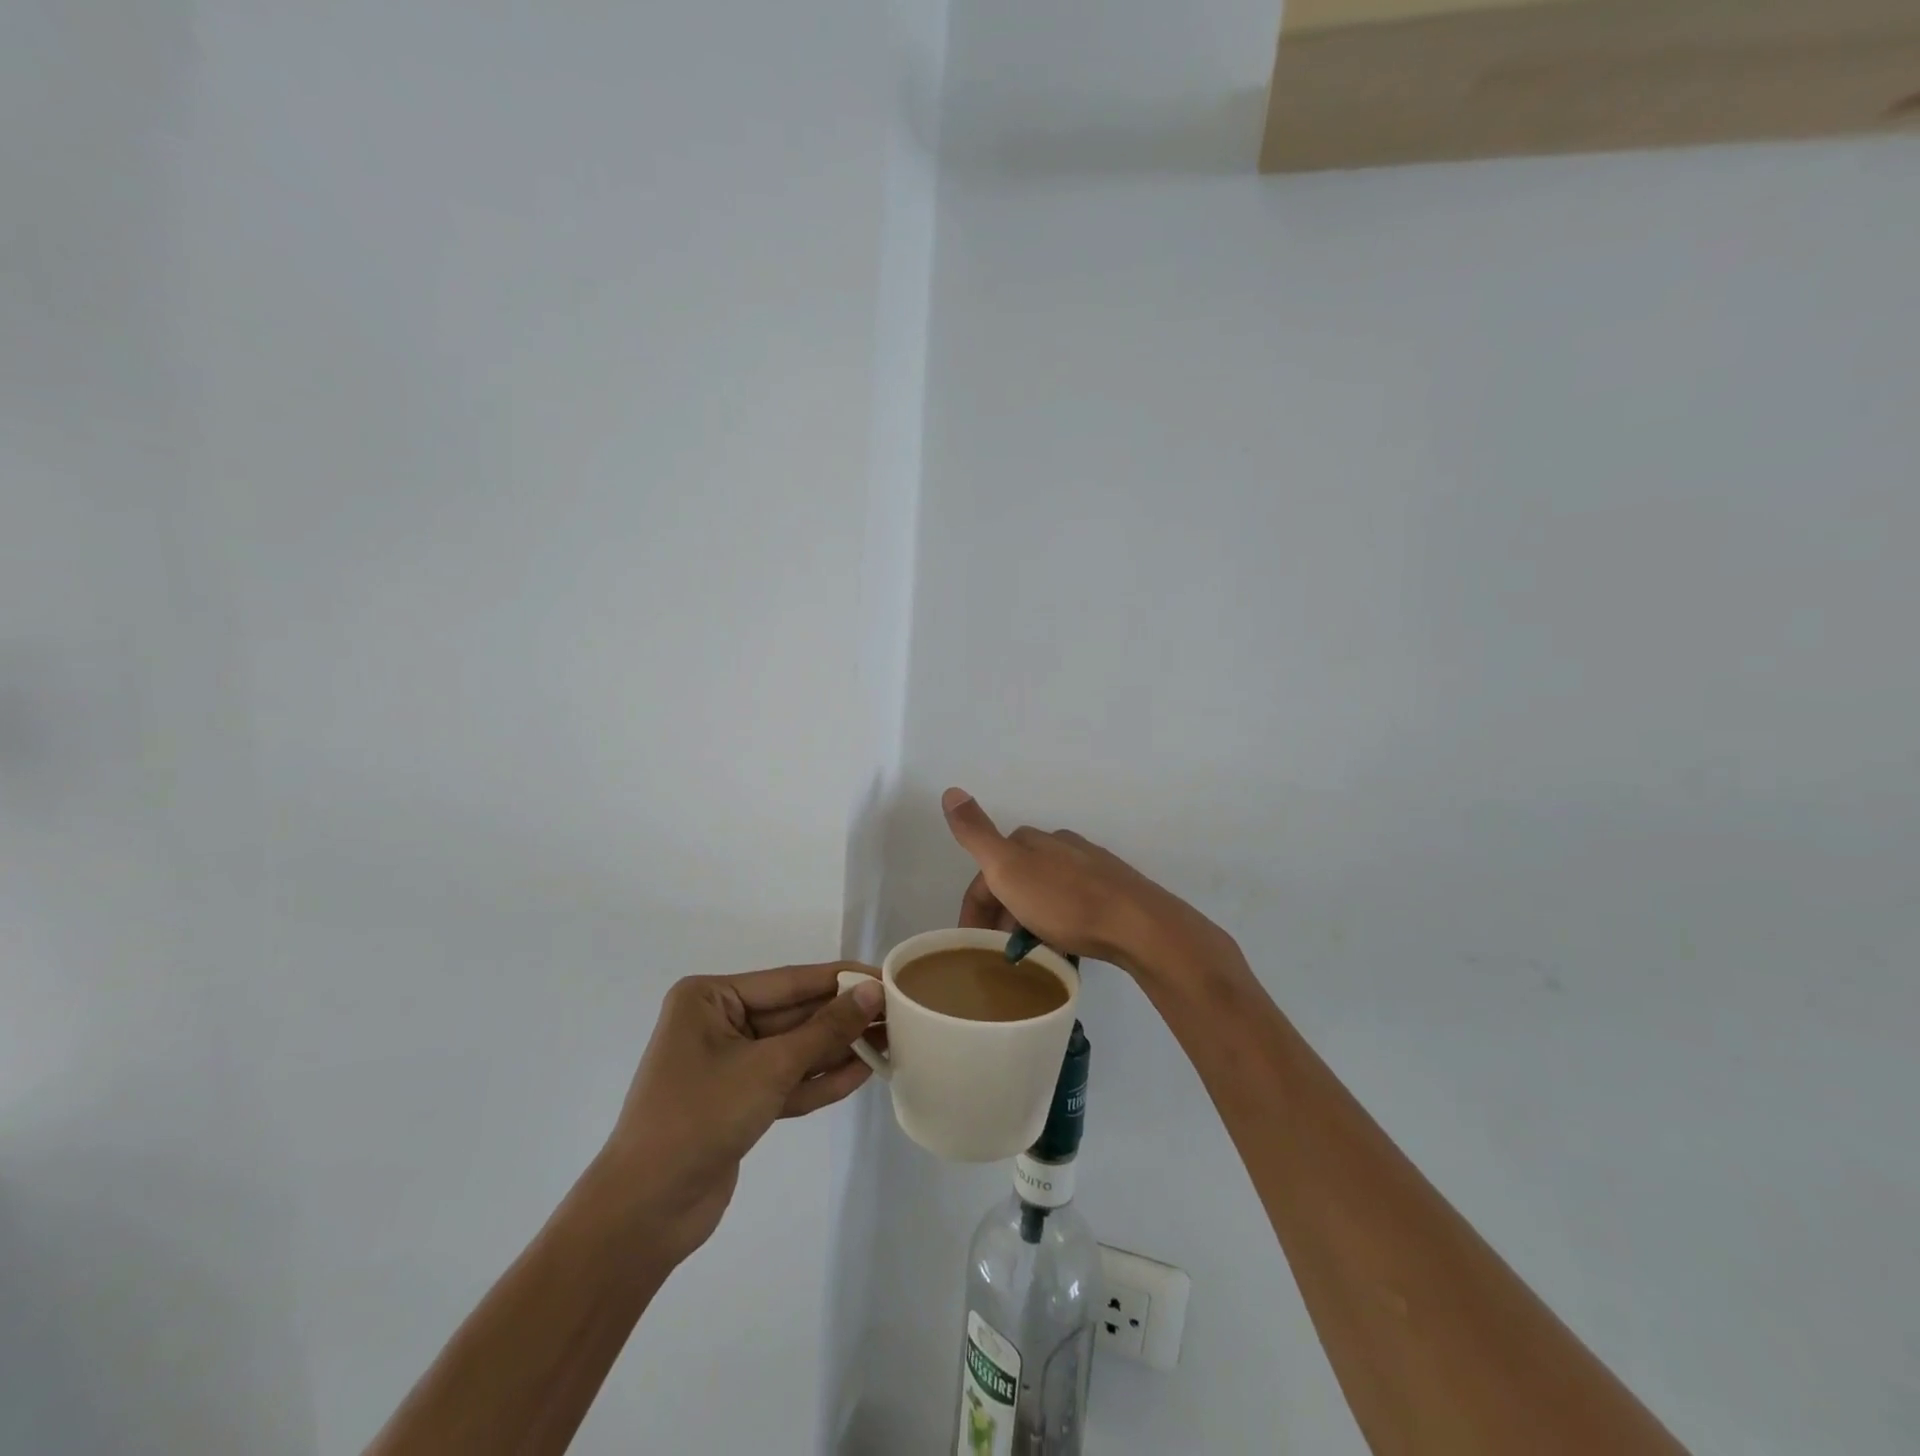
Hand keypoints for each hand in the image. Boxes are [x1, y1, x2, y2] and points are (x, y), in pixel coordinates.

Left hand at [599, 963, 884, 1264]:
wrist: (644, 1213)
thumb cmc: (699, 1118)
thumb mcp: (769, 1067)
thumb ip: (825, 1030)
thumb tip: (873, 992)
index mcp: (710, 998)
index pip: (790, 981)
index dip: (841, 980)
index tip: (886, 977)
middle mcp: (718, 1022)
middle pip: (794, 1014)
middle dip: (843, 1018)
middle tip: (897, 1014)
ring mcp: (728, 1063)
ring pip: (794, 1048)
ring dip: (837, 1049)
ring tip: (890, 1042)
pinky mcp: (739, 1101)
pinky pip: (786, 1080)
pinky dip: (819, 1079)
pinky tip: (862, 1074)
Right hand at [941, 787, 1206, 973]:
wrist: (1138, 925)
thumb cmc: (1066, 902)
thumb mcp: (1009, 868)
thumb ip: (976, 833)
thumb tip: (950, 790)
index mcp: (1030, 840)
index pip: (987, 872)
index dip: (974, 908)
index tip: (972, 945)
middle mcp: (1059, 846)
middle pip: (1015, 881)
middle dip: (1000, 915)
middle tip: (998, 954)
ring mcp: (1088, 867)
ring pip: (1043, 894)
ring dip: (1027, 921)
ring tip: (1029, 956)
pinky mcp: (1111, 892)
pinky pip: (1070, 907)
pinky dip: (1056, 925)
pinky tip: (1062, 946)